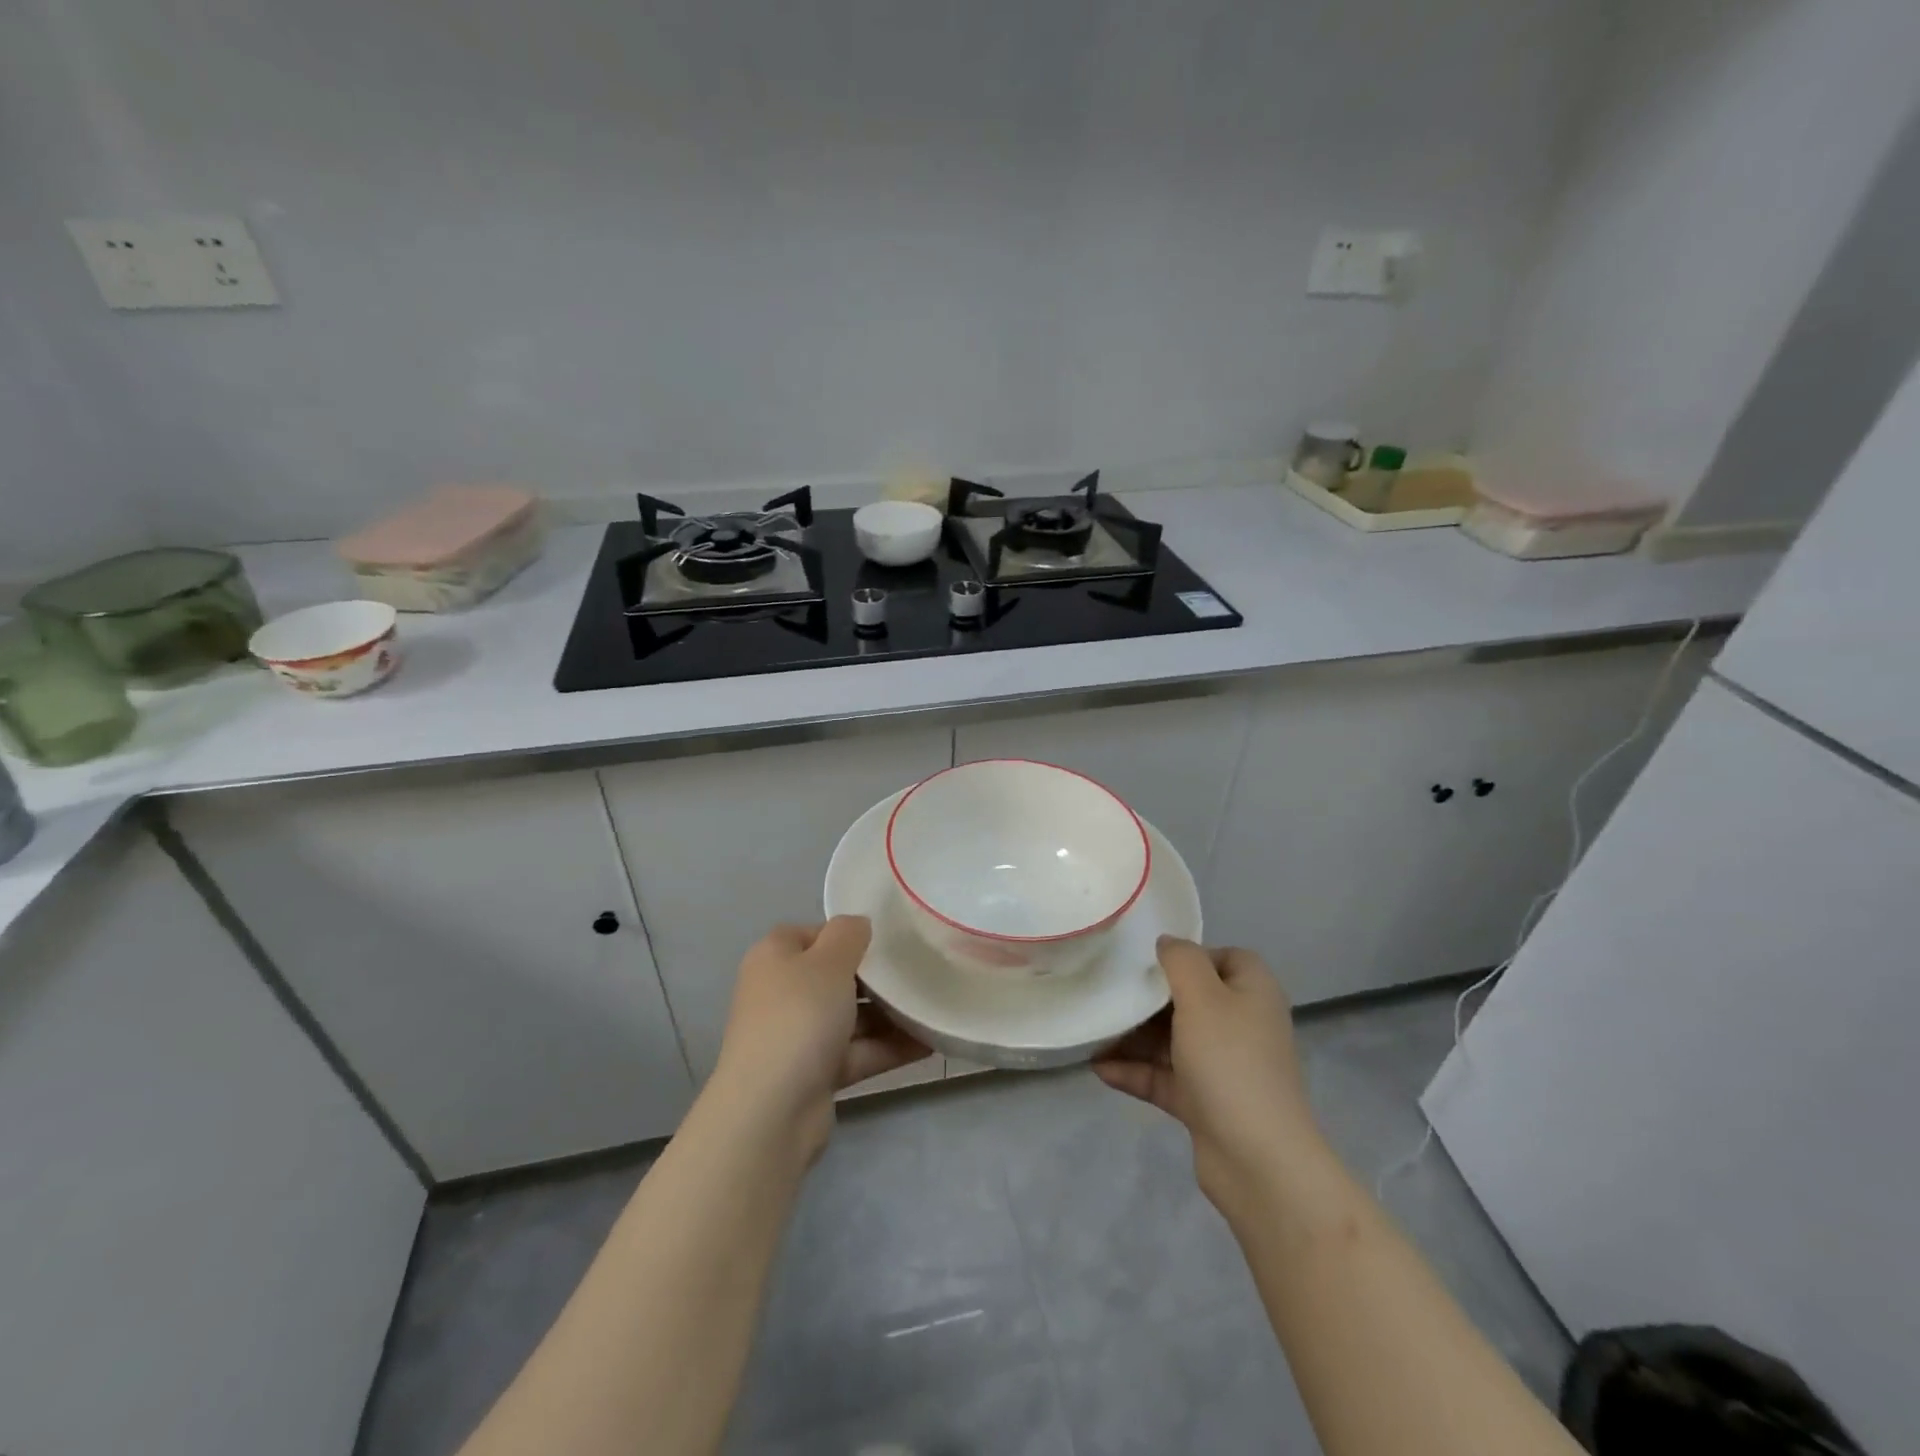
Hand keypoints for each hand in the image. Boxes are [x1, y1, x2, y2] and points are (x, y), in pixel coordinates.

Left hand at [711, 917, 930, 1157]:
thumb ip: (849, 934)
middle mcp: (781, 993)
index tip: (887, 941)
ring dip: (888, 1014)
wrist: (772, 1110)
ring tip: (932, 1007)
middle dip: (875, 977)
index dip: (849, 934)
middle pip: (834, 976)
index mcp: (775, 957)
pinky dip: (888, 1047)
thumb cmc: (799, 1017)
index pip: (815, 934)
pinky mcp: (814, 1073)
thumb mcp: (829, 961)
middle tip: (917, 971)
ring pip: (849, 1016)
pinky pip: (857, 1051)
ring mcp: (797, 1036)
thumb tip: (858, 925)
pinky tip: (929, 1042)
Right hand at [1095, 938, 1333, 1220]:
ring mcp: (1223, 1066)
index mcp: (1251, 992)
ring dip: (1133, 1037)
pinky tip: (1099, 1070)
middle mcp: (1241, 1024)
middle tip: (1109, 994)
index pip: (1223, 957)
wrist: (1258, 1160)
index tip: (1149, 962)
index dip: (1189, 955)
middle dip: (1146, 999)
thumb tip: (1167, 943)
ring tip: (1092, 1034)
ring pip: (1171, 1039)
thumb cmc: (1230, 1061)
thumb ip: (1181, 960)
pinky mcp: (1205, 1101)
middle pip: (1189, 999)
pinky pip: (1164, 1076)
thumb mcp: (1202, 996)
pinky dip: (1135, 1071)